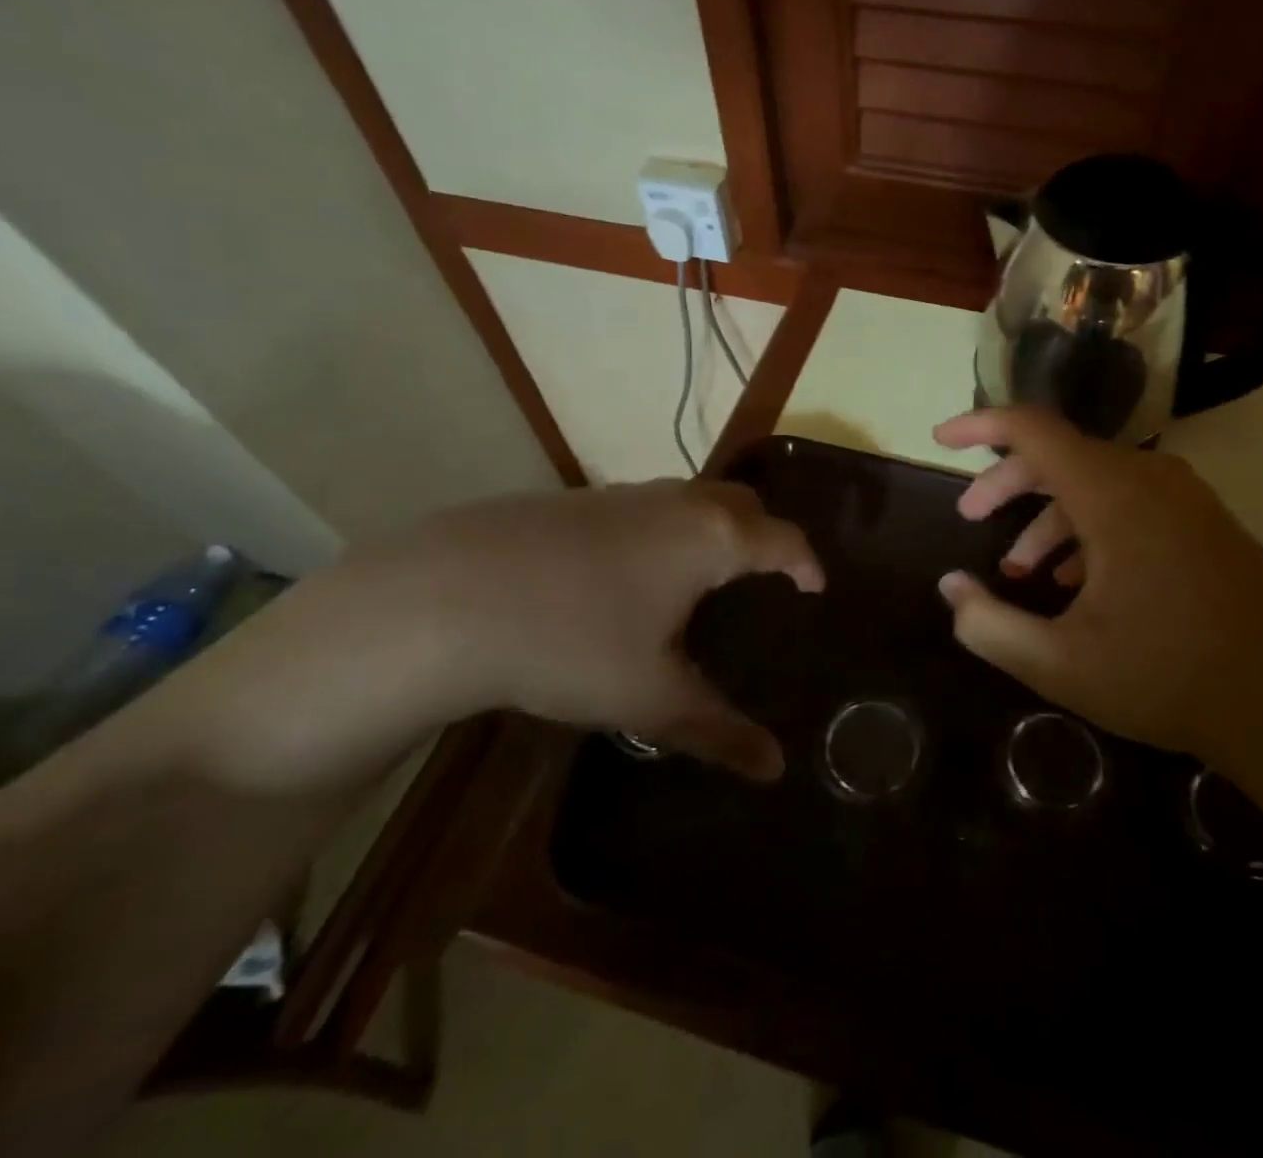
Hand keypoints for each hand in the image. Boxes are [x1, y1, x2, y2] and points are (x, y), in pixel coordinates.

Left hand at [187, 481, 822, 792]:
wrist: (446, 597)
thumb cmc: (573, 642)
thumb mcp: (651, 697)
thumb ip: (719, 731)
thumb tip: (774, 768)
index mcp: (712, 538)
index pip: (783, 539)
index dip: (807, 563)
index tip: (816, 587)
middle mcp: (677, 503)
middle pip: (743, 504)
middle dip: (765, 534)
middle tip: (767, 576)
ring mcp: (624, 494)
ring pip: (692, 500)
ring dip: (714, 529)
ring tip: (706, 577)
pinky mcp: (578, 500)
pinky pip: (647, 509)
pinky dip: (667, 532)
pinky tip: (633, 576)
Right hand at [933, 408, 1262, 773]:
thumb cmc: (1169, 678)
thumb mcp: (1059, 664)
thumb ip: (989, 625)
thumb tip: (950, 588)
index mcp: (1113, 494)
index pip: (1032, 429)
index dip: (979, 426)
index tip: (940, 440)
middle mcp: (1150, 479)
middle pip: (1059, 455)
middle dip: (1006, 484)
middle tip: (970, 518)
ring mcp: (1185, 499)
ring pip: (1095, 482)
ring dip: (1047, 516)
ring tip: (1020, 571)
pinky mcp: (1204, 523)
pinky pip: (1130, 503)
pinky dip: (1088, 528)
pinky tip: (1076, 582)